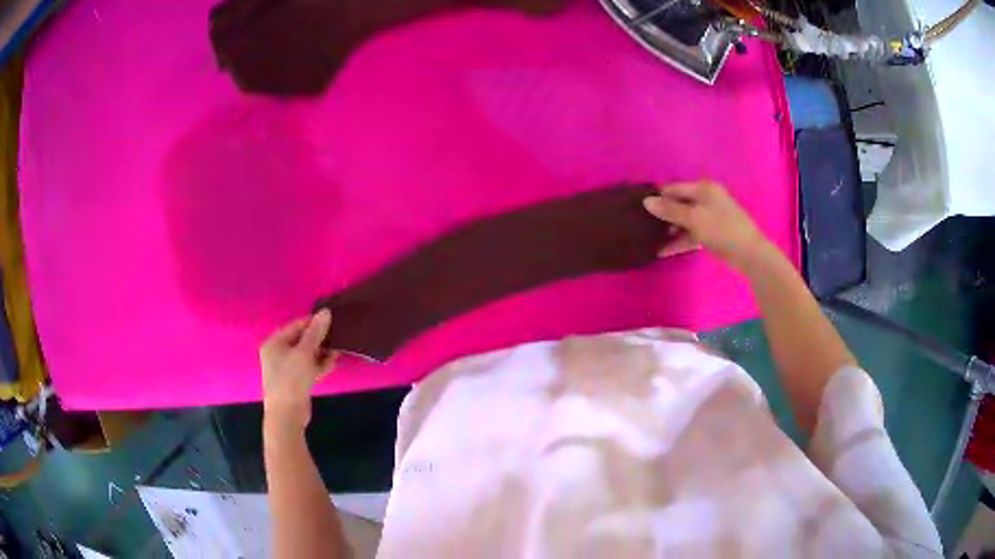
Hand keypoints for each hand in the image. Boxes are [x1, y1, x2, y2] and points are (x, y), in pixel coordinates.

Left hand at [260, 310, 336, 433]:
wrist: (287, 415)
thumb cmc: (291, 380)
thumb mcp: (304, 353)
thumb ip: (315, 332)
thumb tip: (326, 311)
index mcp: (274, 343)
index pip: (296, 325)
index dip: (313, 322)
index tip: (332, 321)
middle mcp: (278, 353)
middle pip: (301, 340)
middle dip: (319, 339)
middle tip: (338, 336)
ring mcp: (286, 368)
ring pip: (306, 354)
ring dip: (321, 352)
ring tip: (338, 350)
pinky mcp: (295, 381)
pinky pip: (308, 367)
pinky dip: (319, 365)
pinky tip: (333, 363)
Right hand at [643, 180, 768, 270]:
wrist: (749, 253)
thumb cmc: (722, 229)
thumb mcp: (694, 219)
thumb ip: (670, 210)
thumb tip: (646, 201)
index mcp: (703, 189)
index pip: (674, 189)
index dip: (658, 197)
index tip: (639, 207)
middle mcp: (706, 199)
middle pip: (679, 204)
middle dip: (663, 215)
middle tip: (642, 225)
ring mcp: (710, 217)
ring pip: (685, 221)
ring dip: (670, 230)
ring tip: (650, 240)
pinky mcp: (712, 233)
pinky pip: (692, 233)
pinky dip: (680, 241)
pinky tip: (664, 251)